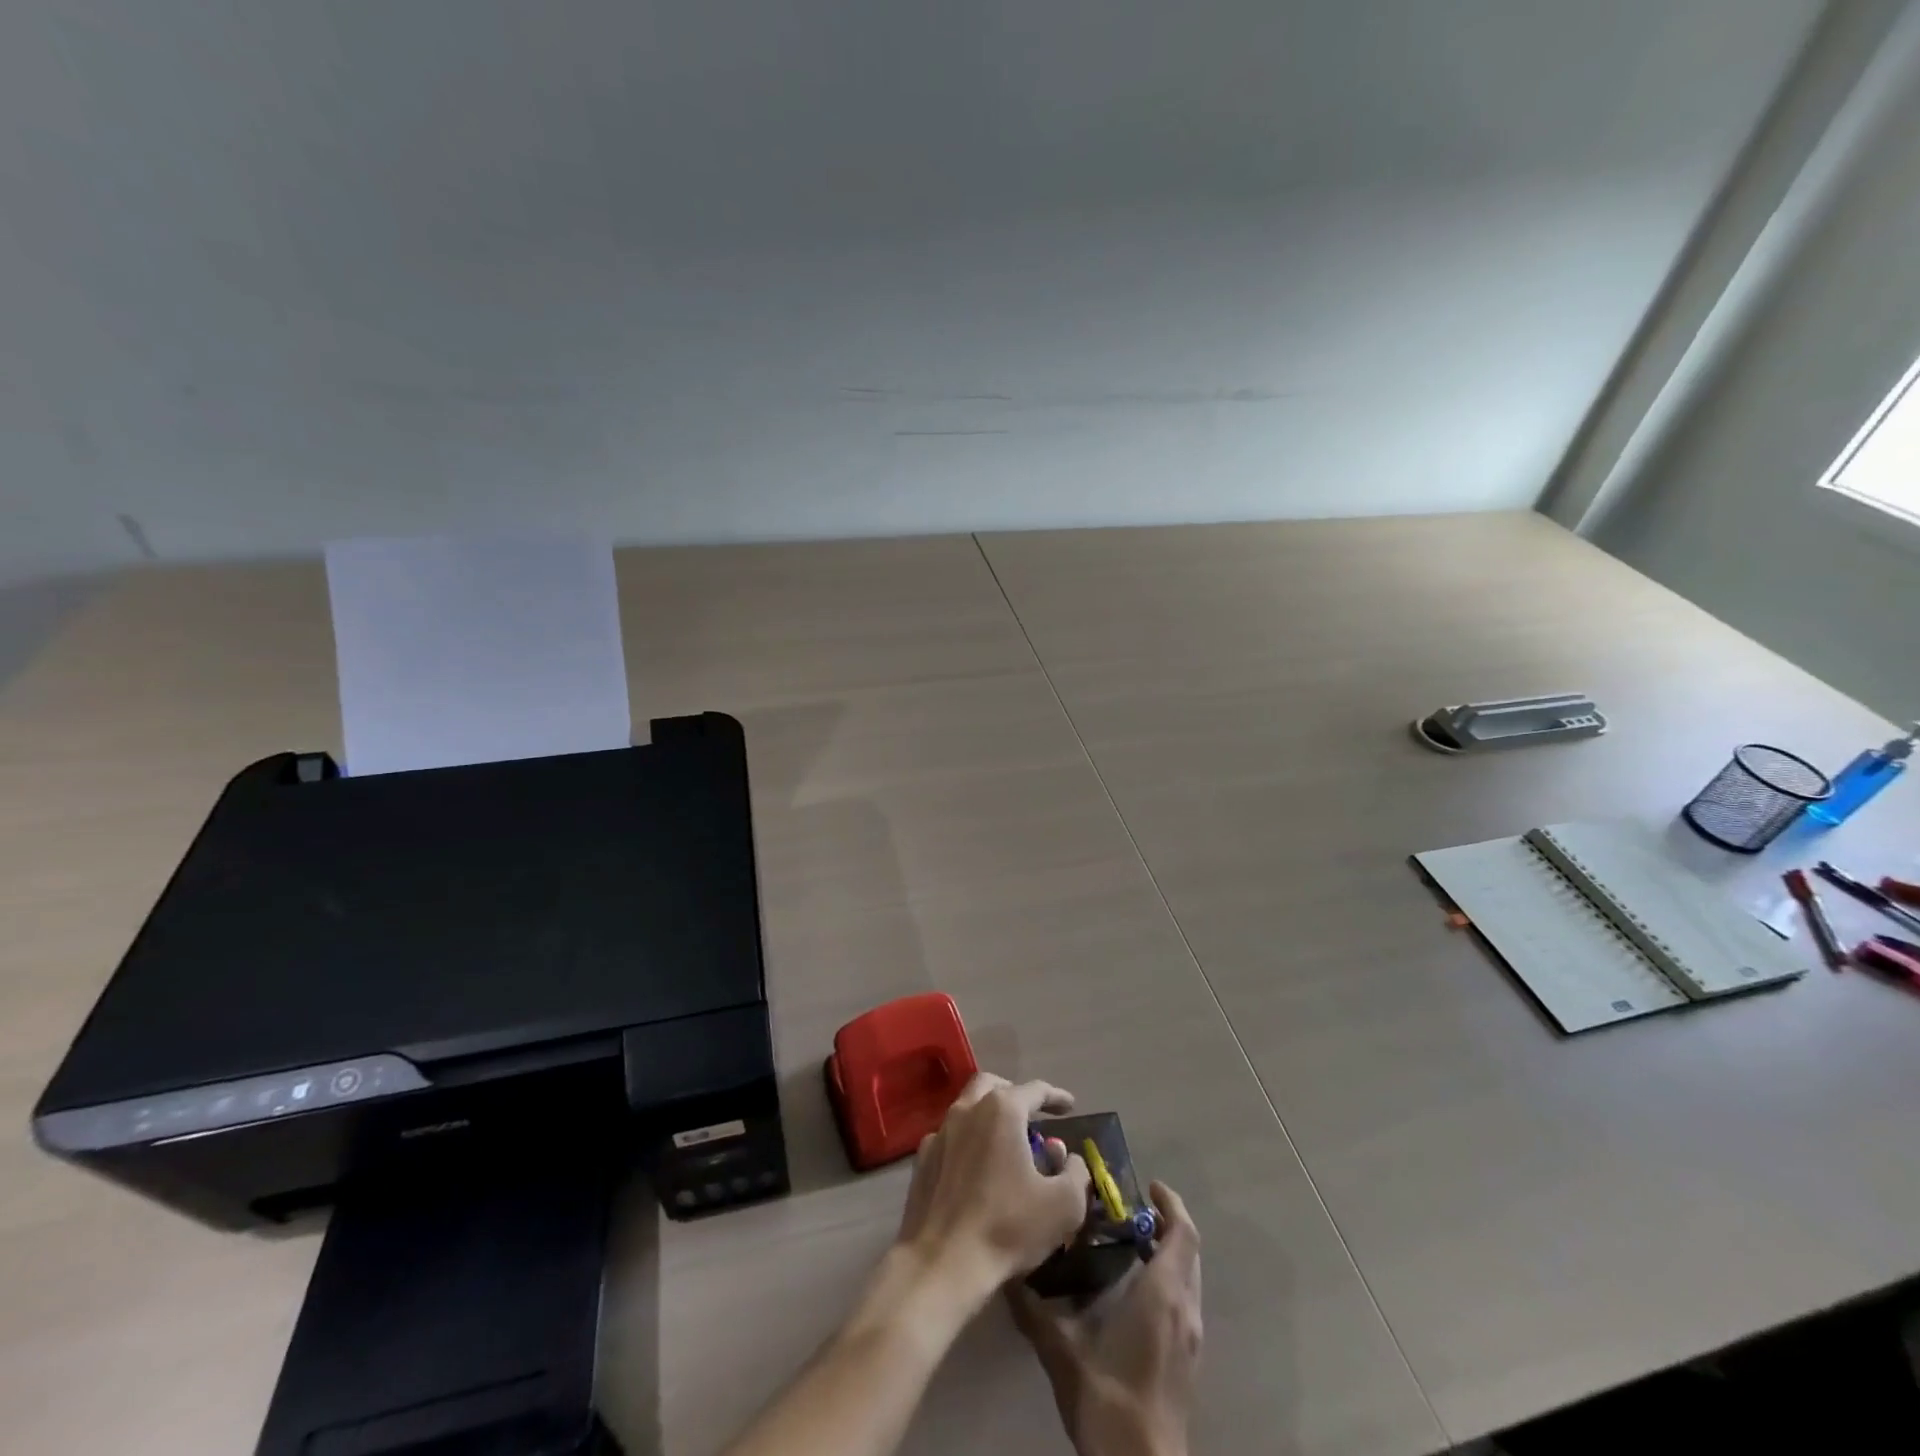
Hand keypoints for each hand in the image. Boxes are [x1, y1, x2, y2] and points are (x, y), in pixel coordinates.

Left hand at [896, 1074, 1091, 1302]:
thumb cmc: (1007, 1227)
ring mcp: (939, 1132)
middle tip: (1031, 1115)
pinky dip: (967, 1141)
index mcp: (1002, 1110)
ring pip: (967, 1107)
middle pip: (992, 1085)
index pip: (1034, 1090)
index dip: (1056, 1096)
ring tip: (1005, 1141)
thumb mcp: (1063, 1206)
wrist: (942, 1263)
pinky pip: (949, 1136)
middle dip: (1015, 1094)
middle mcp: (967, 1109)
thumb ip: (1075, 1174)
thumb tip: (1070, 1158)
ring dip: (988, 1115)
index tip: (1070, 1106)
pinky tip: (975, 1166)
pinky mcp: (922, 1159)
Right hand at [1008, 1182, 1202, 1455]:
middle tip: (1131, 1210)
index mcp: (1163, 1293)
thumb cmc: (1109, 1397)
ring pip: (1189, 1277)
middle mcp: (1185, 1308)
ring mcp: (1192, 1338)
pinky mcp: (1189, 1360)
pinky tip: (1136, 1291)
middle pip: (1188, 1251)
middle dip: (1167, 1223)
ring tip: (1131, 1243)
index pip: (1182, 1233)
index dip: (1170, 1203)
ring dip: (1169, 1252)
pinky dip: (1168, 1279)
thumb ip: (1034, 1308)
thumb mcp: (1062, 1349)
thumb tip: (1007, 1275)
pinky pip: (1185, 1301)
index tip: (1147, 1185)